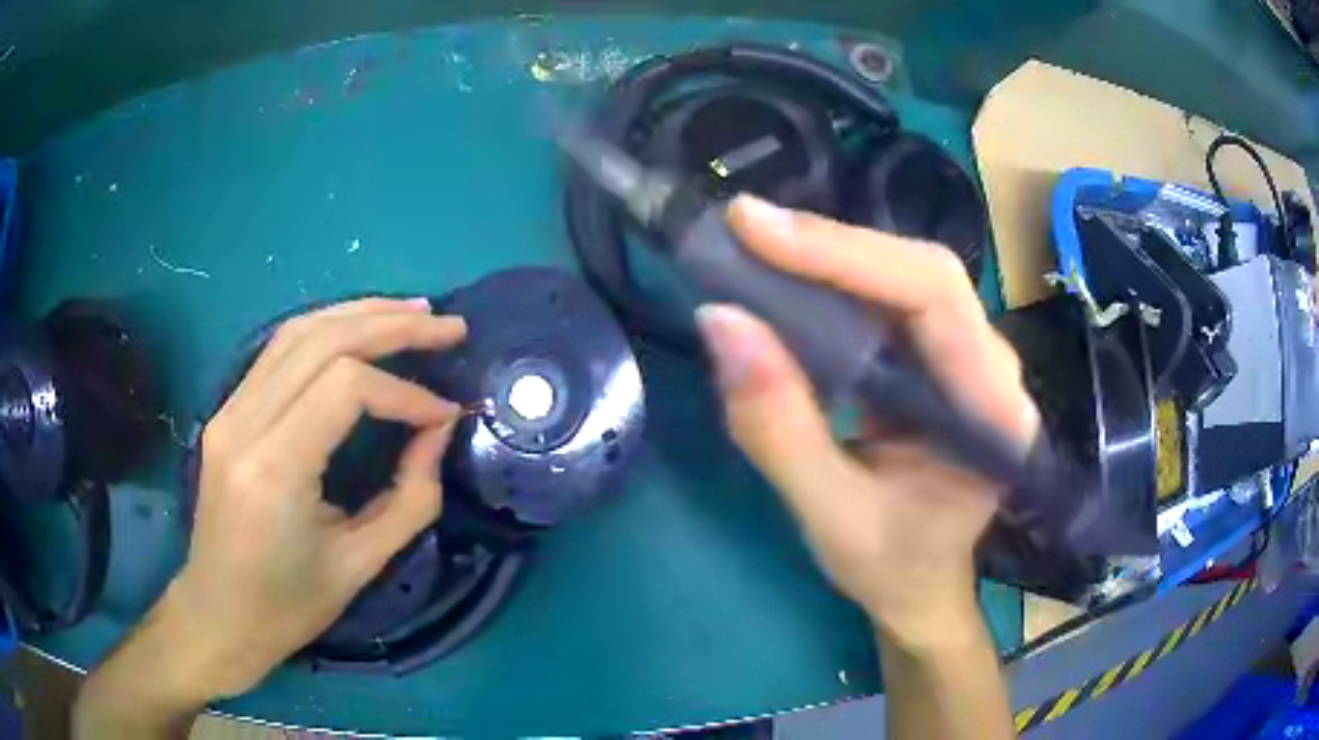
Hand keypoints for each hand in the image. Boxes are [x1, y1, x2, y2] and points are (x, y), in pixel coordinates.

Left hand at [168, 297, 465, 697]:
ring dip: (360, 314)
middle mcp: (244, 423)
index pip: (346, 388)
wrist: (218, 615)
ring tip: (412, 312)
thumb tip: (438, 431)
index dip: (405, 393)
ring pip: (297, 330)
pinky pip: (279, 351)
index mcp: (275, 469)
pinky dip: (327, 329)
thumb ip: (410, 497)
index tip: (445, 415)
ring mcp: (229, 410)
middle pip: (322, 339)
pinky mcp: (227, 410)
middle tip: (448, 326)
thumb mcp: (360, 565)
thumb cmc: (288, 606)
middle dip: (392, 326)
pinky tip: (360, 329)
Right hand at [697, 196, 1038, 645]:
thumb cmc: (891, 567)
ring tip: (756, 243)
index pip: (933, 297)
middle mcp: (993, 367)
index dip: (846, 253)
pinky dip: (835, 280)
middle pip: (922, 271)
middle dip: (832, 244)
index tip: (756, 231)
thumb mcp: (828, 516)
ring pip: (905, 274)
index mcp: (993, 412)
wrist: (923, 587)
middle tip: (745, 227)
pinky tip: (790, 276)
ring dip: (830, 254)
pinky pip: (890, 299)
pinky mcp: (940, 358)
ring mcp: (970, 357)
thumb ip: (776, 427)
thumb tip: (720, 321)